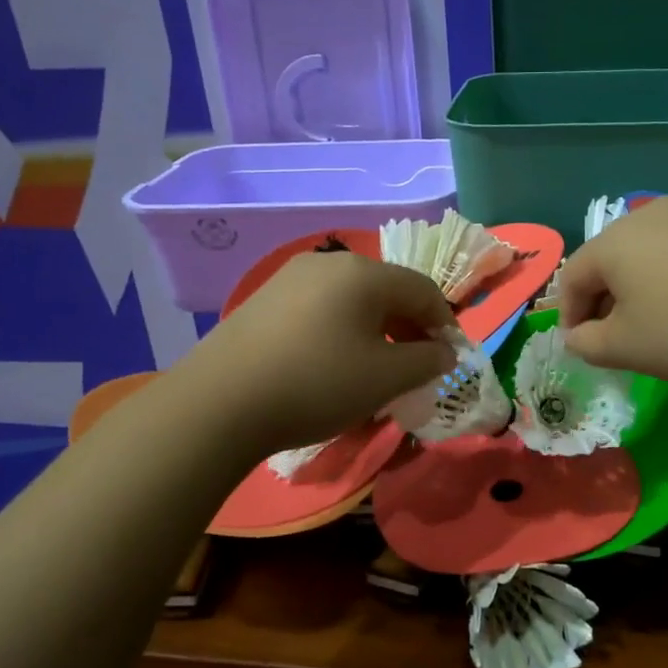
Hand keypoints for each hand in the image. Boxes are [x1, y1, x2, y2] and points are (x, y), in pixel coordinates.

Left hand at [185, 251, 457, 455]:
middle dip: (408, 327)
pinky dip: (340, 331)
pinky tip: (330, 364)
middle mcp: (328, 263)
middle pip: (386, 291)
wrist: (219, 403)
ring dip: (374, 330)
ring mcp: (290, 278)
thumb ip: (426, 361)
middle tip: (413, 366)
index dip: (444, 323)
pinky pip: (319, 309)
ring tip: (373, 368)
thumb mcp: (385, 378)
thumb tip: (443, 352)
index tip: (448, 359)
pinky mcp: (263, 300)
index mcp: (364, 273)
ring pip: (351, 300)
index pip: (423, 289)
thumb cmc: (317, 384)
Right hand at [557, 197, 667, 386]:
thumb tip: (578, 336)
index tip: (584, 348)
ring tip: (660, 327)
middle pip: (609, 262)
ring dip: (641, 292)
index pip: (572, 277)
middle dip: (606, 302)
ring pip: (647, 257)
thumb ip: (588, 344)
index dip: (570, 315)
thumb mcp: (629, 348)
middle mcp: (646, 217)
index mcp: (613, 241)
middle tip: (618, 341)